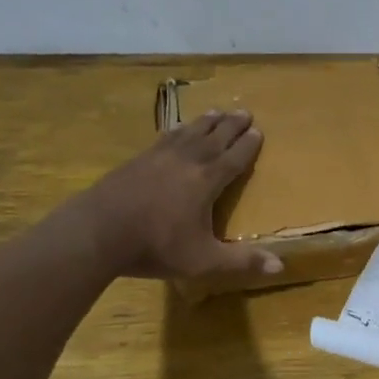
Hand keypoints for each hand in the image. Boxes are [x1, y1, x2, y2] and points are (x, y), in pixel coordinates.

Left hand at [87, 111, 283, 280]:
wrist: (98, 232)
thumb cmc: (156, 247)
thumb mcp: (204, 260)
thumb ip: (242, 261)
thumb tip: (281, 266)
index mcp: (206, 181)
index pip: (234, 158)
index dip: (248, 146)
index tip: (259, 132)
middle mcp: (186, 161)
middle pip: (214, 138)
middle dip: (231, 126)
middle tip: (245, 112)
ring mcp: (159, 157)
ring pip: (189, 133)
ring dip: (206, 122)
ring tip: (217, 112)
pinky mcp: (137, 160)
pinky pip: (165, 137)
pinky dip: (178, 130)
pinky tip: (178, 129)